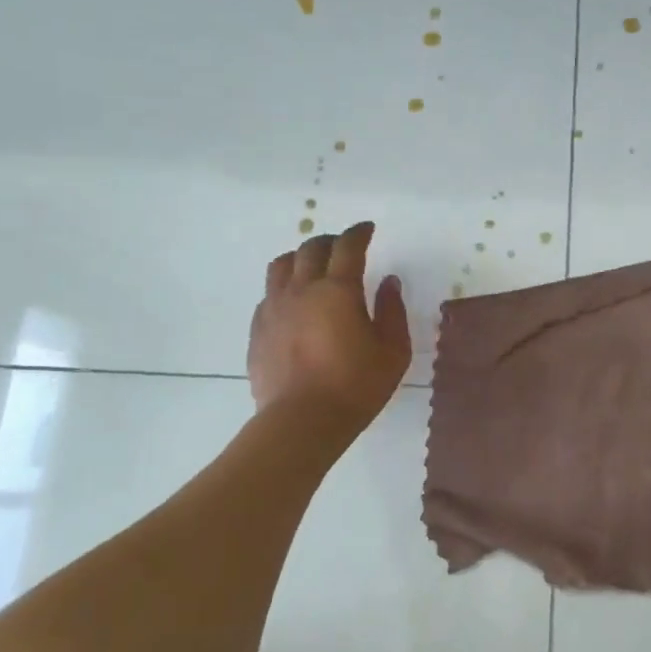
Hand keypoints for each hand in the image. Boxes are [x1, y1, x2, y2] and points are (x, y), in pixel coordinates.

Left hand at [249, 222, 410, 428]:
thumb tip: (388, 282)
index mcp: (338, 290)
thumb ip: (392, 310)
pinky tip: (294, 302)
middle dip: (330, 241)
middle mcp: (302, 290)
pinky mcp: (257, 329)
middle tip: (344, 247)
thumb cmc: (356, 386)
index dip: (359, 233)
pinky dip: (284, 287)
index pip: (348, 247)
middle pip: (311, 249)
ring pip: (281, 265)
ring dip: (300, 257)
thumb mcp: (393, 350)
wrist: (302, 422)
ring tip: (313, 266)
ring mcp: (274, 308)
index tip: (367, 229)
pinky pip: (268, 294)